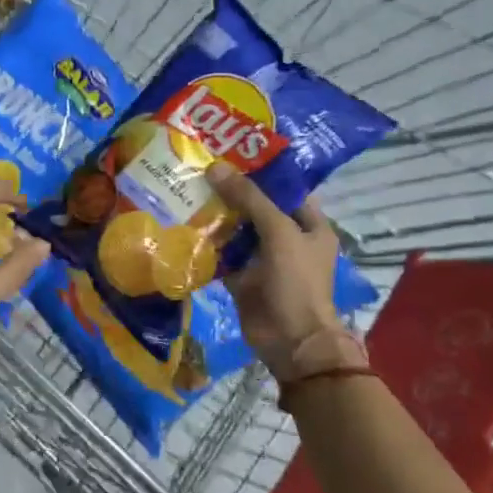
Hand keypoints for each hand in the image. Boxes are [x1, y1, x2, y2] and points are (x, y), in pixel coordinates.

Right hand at [207, 161, 366, 385]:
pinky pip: (222, 254)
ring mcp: (263, 259)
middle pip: (256, 207)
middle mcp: (287, 238)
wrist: (290, 340)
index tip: (229, 152)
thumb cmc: (295, 281)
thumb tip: (216, 167)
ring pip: (236, 230)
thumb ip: (249, 199)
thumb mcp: (278, 232)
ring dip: (214, 215)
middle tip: (198, 168)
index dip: (261, 170)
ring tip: (185, 190)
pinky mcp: (242, 277)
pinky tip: (182, 225)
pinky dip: (206, 244)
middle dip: (229, 191)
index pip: (285, 188)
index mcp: (309, 224)